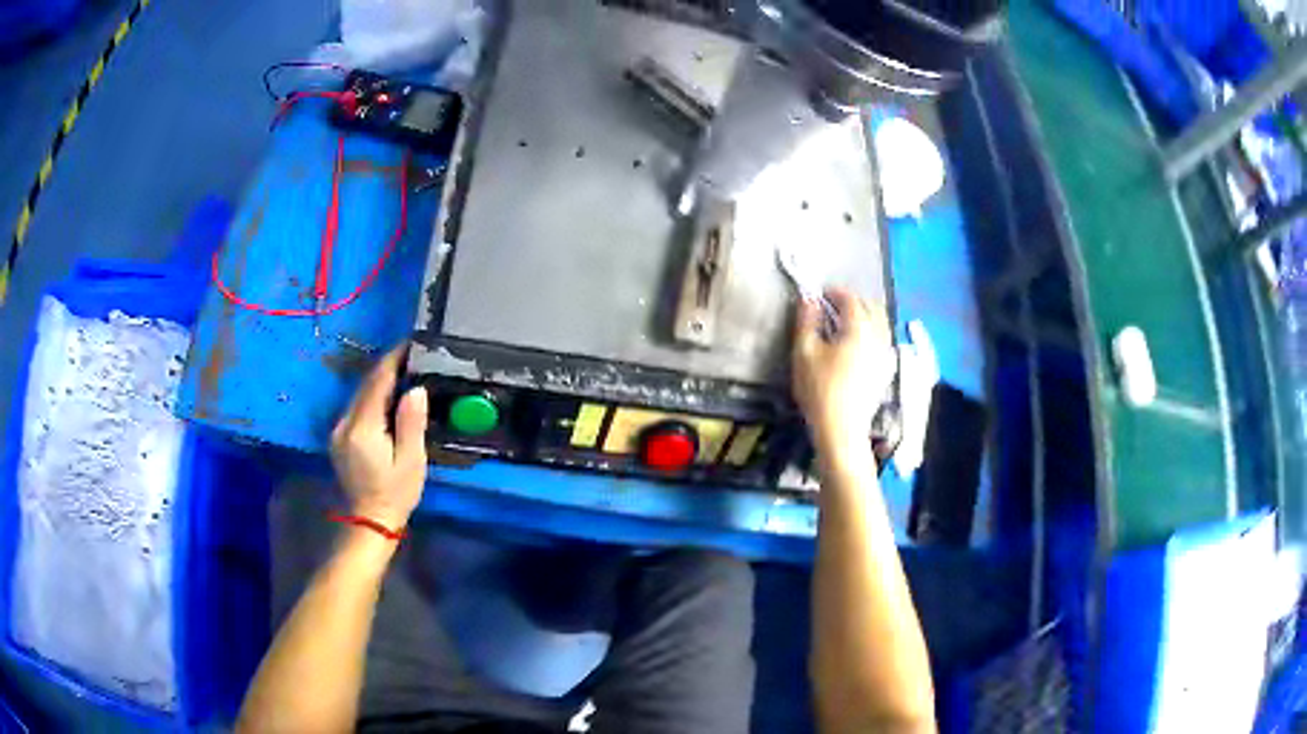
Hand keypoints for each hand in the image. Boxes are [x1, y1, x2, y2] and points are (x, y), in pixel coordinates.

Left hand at [330, 345, 428, 530]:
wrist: (369, 522)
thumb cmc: (396, 494)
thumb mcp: (411, 461)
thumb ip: (411, 423)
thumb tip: (415, 389)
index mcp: (362, 428)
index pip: (376, 382)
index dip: (393, 359)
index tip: (410, 342)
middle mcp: (345, 423)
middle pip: (365, 385)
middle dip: (387, 366)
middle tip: (411, 354)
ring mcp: (338, 430)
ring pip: (359, 394)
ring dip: (379, 380)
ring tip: (403, 370)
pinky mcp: (339, 437)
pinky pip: (356, 407)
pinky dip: (372, 396)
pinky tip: (388, 396)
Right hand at [791, 288, 895, 453]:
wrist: (841, 429)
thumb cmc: (820, 389)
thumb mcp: (804, 352)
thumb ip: (806, 320)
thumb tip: (809, 298)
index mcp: (860, 328)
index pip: (851, 298)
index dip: (836, 291)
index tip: (821, 293)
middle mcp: (878, 336)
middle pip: (871, 307)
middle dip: (853, 301)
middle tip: (832, 306)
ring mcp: (885, 354)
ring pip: (880, 323)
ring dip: (864, 316)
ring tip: (843, 323)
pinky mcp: (885, 369)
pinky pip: (881, 339)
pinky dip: (870, 332)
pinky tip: (855, 344)